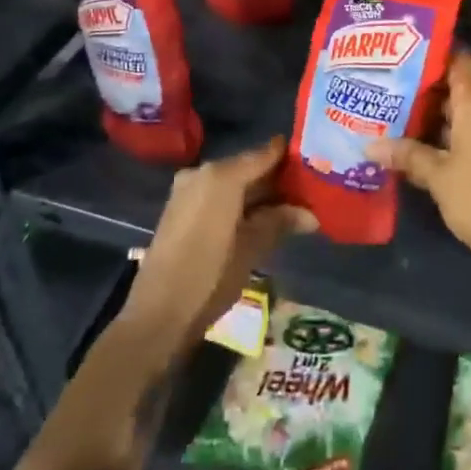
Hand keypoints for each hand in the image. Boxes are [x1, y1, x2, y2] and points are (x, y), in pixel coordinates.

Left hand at [118, 136, 316, 359]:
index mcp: (221, 175)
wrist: (156, 316)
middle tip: (308, 189)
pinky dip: (238, 202)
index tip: (314, 159)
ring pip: (232, 182)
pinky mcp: (180, 208)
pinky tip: (260, 217)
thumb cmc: (209, 278)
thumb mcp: (251, 249)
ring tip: (291, 206)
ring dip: (258, 193)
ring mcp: (188, 190)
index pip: (264, 154)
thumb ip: (279, 222)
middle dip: (276, 179)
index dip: (289, 156)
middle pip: (247, 167)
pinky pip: (217, 195)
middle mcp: (203, 173)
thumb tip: (311, 214)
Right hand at [369, 53, 470, 285]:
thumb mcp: (437, 176)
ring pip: (465, 113)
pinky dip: (451, 136)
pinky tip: (423, 148)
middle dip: (425, 91)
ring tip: (398, 119)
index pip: (457, 61)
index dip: (433, 56)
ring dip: (436, 118)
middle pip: (457, 88)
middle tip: (389, 91)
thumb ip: (406, 155)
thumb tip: (370, 145)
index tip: (403, 57)